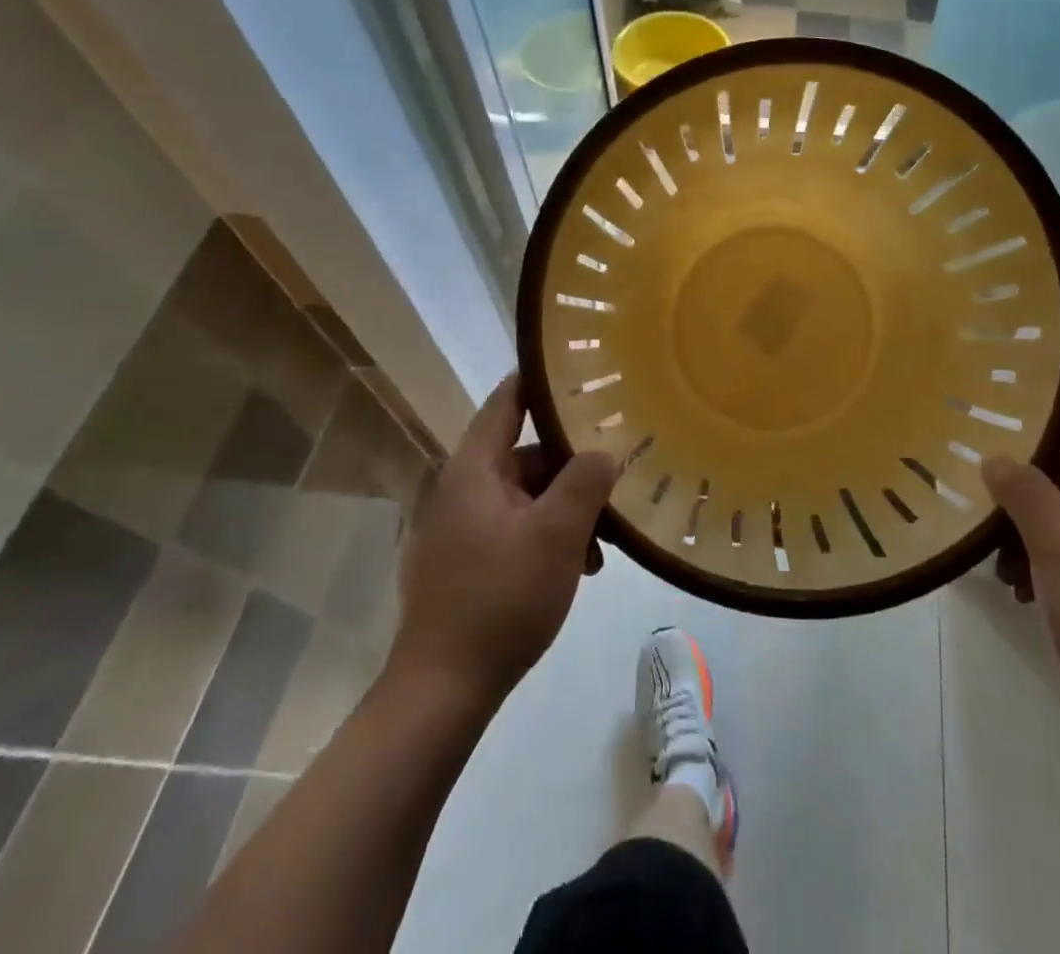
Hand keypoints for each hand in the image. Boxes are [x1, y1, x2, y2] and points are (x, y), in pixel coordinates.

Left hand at [388, 373, 620, 704]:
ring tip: (603, 544)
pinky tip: (580, 567)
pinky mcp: (467, 563)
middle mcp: (463, 490)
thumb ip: (586, 481)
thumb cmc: (500, 598)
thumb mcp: (557, 534)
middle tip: (616, 479)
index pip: (508, 400)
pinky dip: (549, 537)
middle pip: (527, 454)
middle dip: (574, 467)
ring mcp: (462, 528)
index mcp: (475, 470)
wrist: (443, 692)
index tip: (581, 368)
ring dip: (567, 510)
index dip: (541, 379)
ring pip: (528, 496)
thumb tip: (604, 451)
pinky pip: (517, 529)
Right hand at [984, 408, 1059, 765]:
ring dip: (1019, 526)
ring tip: (986, 543)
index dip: (1052, 411)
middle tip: (970, 465)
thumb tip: (992, 456)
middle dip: (1021, 479)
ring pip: (1055, 518)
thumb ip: (1026, 494)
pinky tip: (1008, 583)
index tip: (1002, 395)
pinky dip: (1031, 561)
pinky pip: (1057, 555)